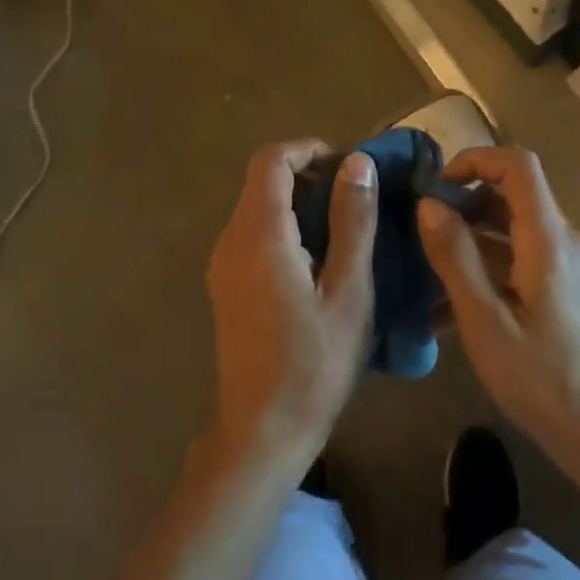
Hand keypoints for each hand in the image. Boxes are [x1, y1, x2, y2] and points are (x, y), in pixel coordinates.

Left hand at [206, 141, 378, 463]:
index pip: (271, 160)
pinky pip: (252, 236)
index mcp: (259, 234)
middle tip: (357, 200)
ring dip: (298, 204)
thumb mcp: (349, 290)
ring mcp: (222, 265)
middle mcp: (230, 240)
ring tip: (345, 229)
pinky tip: (318, 262)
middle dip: (308, 176)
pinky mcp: (225, 286)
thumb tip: (356, 162)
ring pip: (257, 209)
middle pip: (262, 182)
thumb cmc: (314, 362)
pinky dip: (284, 229)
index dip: (309, 150)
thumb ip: (352, 221)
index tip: (348, 167)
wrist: (262, 430)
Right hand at [418, 147, 579, 465]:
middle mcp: (566, 242)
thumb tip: (429, 205)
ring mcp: (571, 267)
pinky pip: (524, 261)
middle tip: (422, 231)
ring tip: (428, 273)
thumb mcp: (485, 322)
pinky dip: (489, 269)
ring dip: (472, 241)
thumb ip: (455, 258)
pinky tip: (454, 308)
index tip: (436, 185)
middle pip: (514, 196)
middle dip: (465, 204)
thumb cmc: (544, 380)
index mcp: (549, 240)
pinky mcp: (569, 291)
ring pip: (515, 231)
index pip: (518, 165)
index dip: (475, 160)